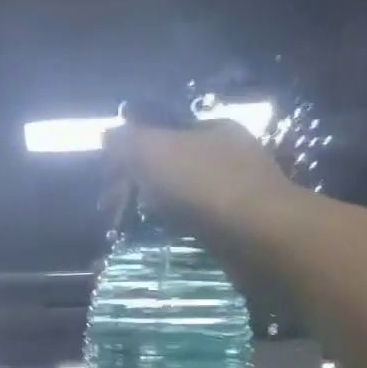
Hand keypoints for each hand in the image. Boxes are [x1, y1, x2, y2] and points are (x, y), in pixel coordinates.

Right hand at [102, 118, 296, 242]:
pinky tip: (158, 238)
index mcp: (212, 129)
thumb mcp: (156, 152)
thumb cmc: (206, 185)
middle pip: (168, 164)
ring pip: (179, 194)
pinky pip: (193, 221)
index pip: (161, 131)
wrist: (261, 238)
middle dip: (134, 183)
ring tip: (126, 226)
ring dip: (150, 208)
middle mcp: (226, 156)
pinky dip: (171, 227)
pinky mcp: (234, 227)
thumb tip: (107, 135)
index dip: (128, 150)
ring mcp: (233, 192)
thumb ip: (128, 141)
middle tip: (109, 207)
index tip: (105, 177)